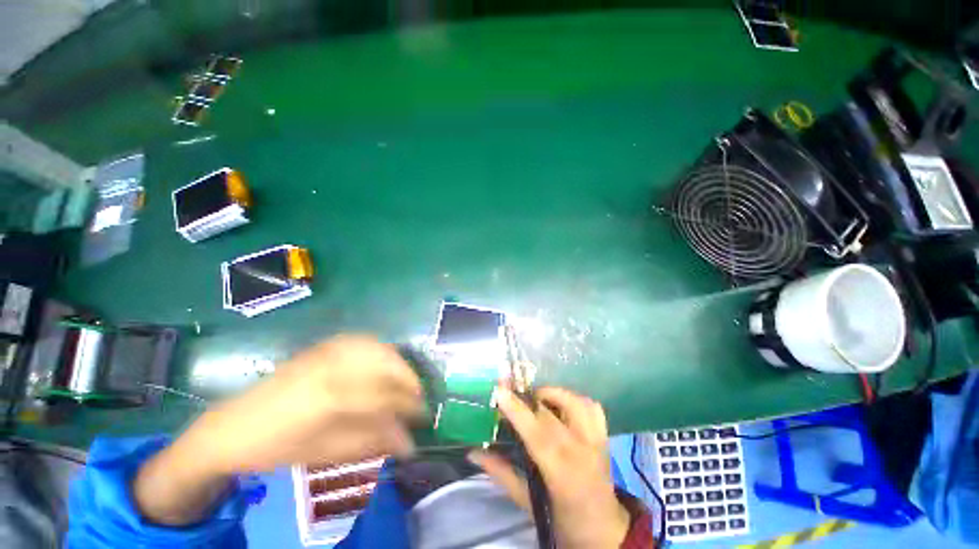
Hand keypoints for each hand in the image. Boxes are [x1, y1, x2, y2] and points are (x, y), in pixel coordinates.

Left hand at [186, 335, 424, 472]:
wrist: (232, 426)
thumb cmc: (277, 447)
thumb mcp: (326, 453)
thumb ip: (372, 442)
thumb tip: (408, 443)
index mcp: (332, 397)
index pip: (386, 396)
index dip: (409, 406)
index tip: (423, 416)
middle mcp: (334, 366)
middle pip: (387, 364)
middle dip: (409, 380)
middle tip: (416, 398)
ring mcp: (328, 351)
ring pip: (378, 347)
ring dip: (397, 363)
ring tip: (403, 382)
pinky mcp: (323, 346)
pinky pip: (363, 341)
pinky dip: (380, 350)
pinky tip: (382, 363)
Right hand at [468, 388, 630, 548]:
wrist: (604, 530)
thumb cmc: (562, 519)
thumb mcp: (527, 502)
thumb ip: (501, 473)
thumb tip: (473, 452)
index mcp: (562, 474)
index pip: (537, 434)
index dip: (517, 410)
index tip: (499, 391)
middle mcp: (583, 451)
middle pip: (553, 413)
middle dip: (528, 396)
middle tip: (511, 392)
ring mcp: (597, 440)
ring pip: (575, 401)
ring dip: (553, 394)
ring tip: (537, 400)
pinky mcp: (605, 435)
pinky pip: (591, 406)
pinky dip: (574, 399)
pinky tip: (561, 405)